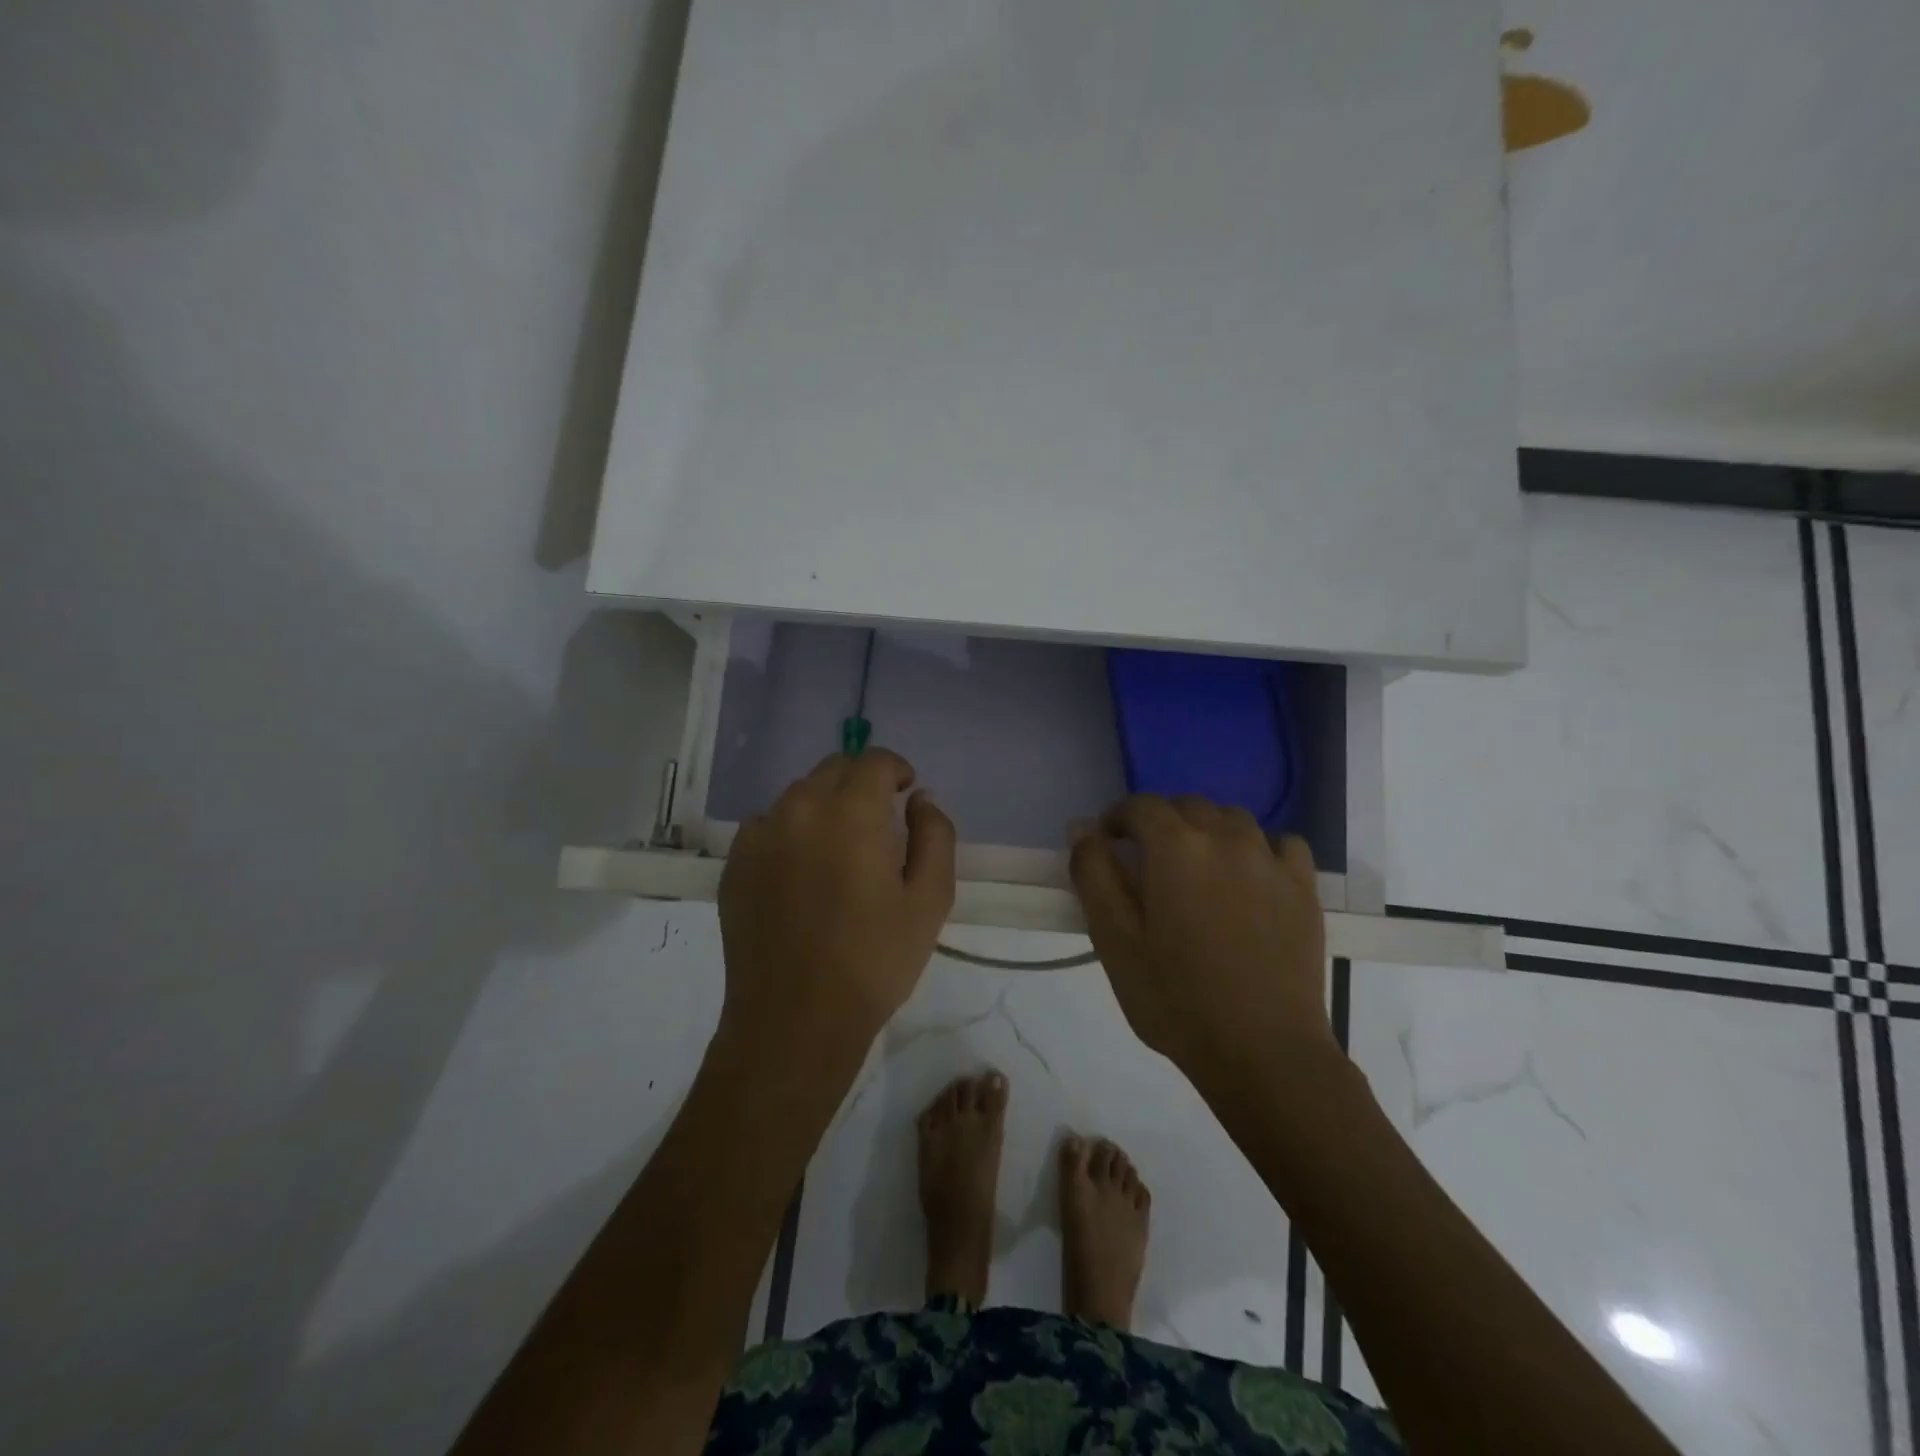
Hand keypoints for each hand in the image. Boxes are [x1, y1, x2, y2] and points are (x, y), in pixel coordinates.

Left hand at [718, 748, 956, 1050]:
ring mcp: (759, 835)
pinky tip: (801, 871)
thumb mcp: (930, 900)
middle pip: (834, 769)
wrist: (795, 1020)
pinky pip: (768, 825)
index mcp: (850, 812)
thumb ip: (935, 835)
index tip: (906, 793)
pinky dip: (791, 830)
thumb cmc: (874, 961)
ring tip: (839, 848)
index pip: (874, 761)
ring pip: (799, 795)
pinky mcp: (734, 863)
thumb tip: (921, 798)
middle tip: (879, 821)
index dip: (896, 769)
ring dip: (825, 805)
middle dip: (862, 783)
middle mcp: (799, 808)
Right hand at [1069, 795, 1333, 1092]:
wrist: (1264, 1052)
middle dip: (1160, 822)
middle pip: (1187, 806)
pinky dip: (1260, 848)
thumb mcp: (1114, 941)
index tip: (1107, 842)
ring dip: (1208, 830)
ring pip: (1233, 819)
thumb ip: (1093, 875)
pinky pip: (1281, 844)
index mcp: (1176, 848)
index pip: (1141, 806)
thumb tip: (1082, 828)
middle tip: (1147, 861)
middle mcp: (1226, 838)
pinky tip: (1252, 877)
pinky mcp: (1303, 887)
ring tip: (1198, 868)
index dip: (1118, 817)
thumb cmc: (1176, 1000)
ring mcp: (1271, 860)